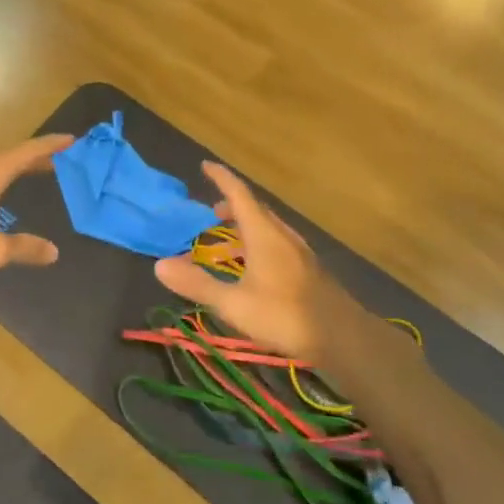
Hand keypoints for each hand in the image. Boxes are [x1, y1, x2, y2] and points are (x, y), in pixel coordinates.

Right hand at [152, 162, 352, 363]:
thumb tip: (159, 265)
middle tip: (212, 210)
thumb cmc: (285, 316)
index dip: (222, 178)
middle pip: (256, 209)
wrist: (344, 338)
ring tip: (229, 239)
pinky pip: (278, 243)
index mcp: (264, 235)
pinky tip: (255, 267)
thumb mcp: (234, 304)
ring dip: (247, 224)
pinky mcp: (309, 270)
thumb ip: (198, 284)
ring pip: (269, 227)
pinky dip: (259, 242)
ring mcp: (299, 253)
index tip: (205, 165)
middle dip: (233, 204)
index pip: (240, 195)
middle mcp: (283, 236)